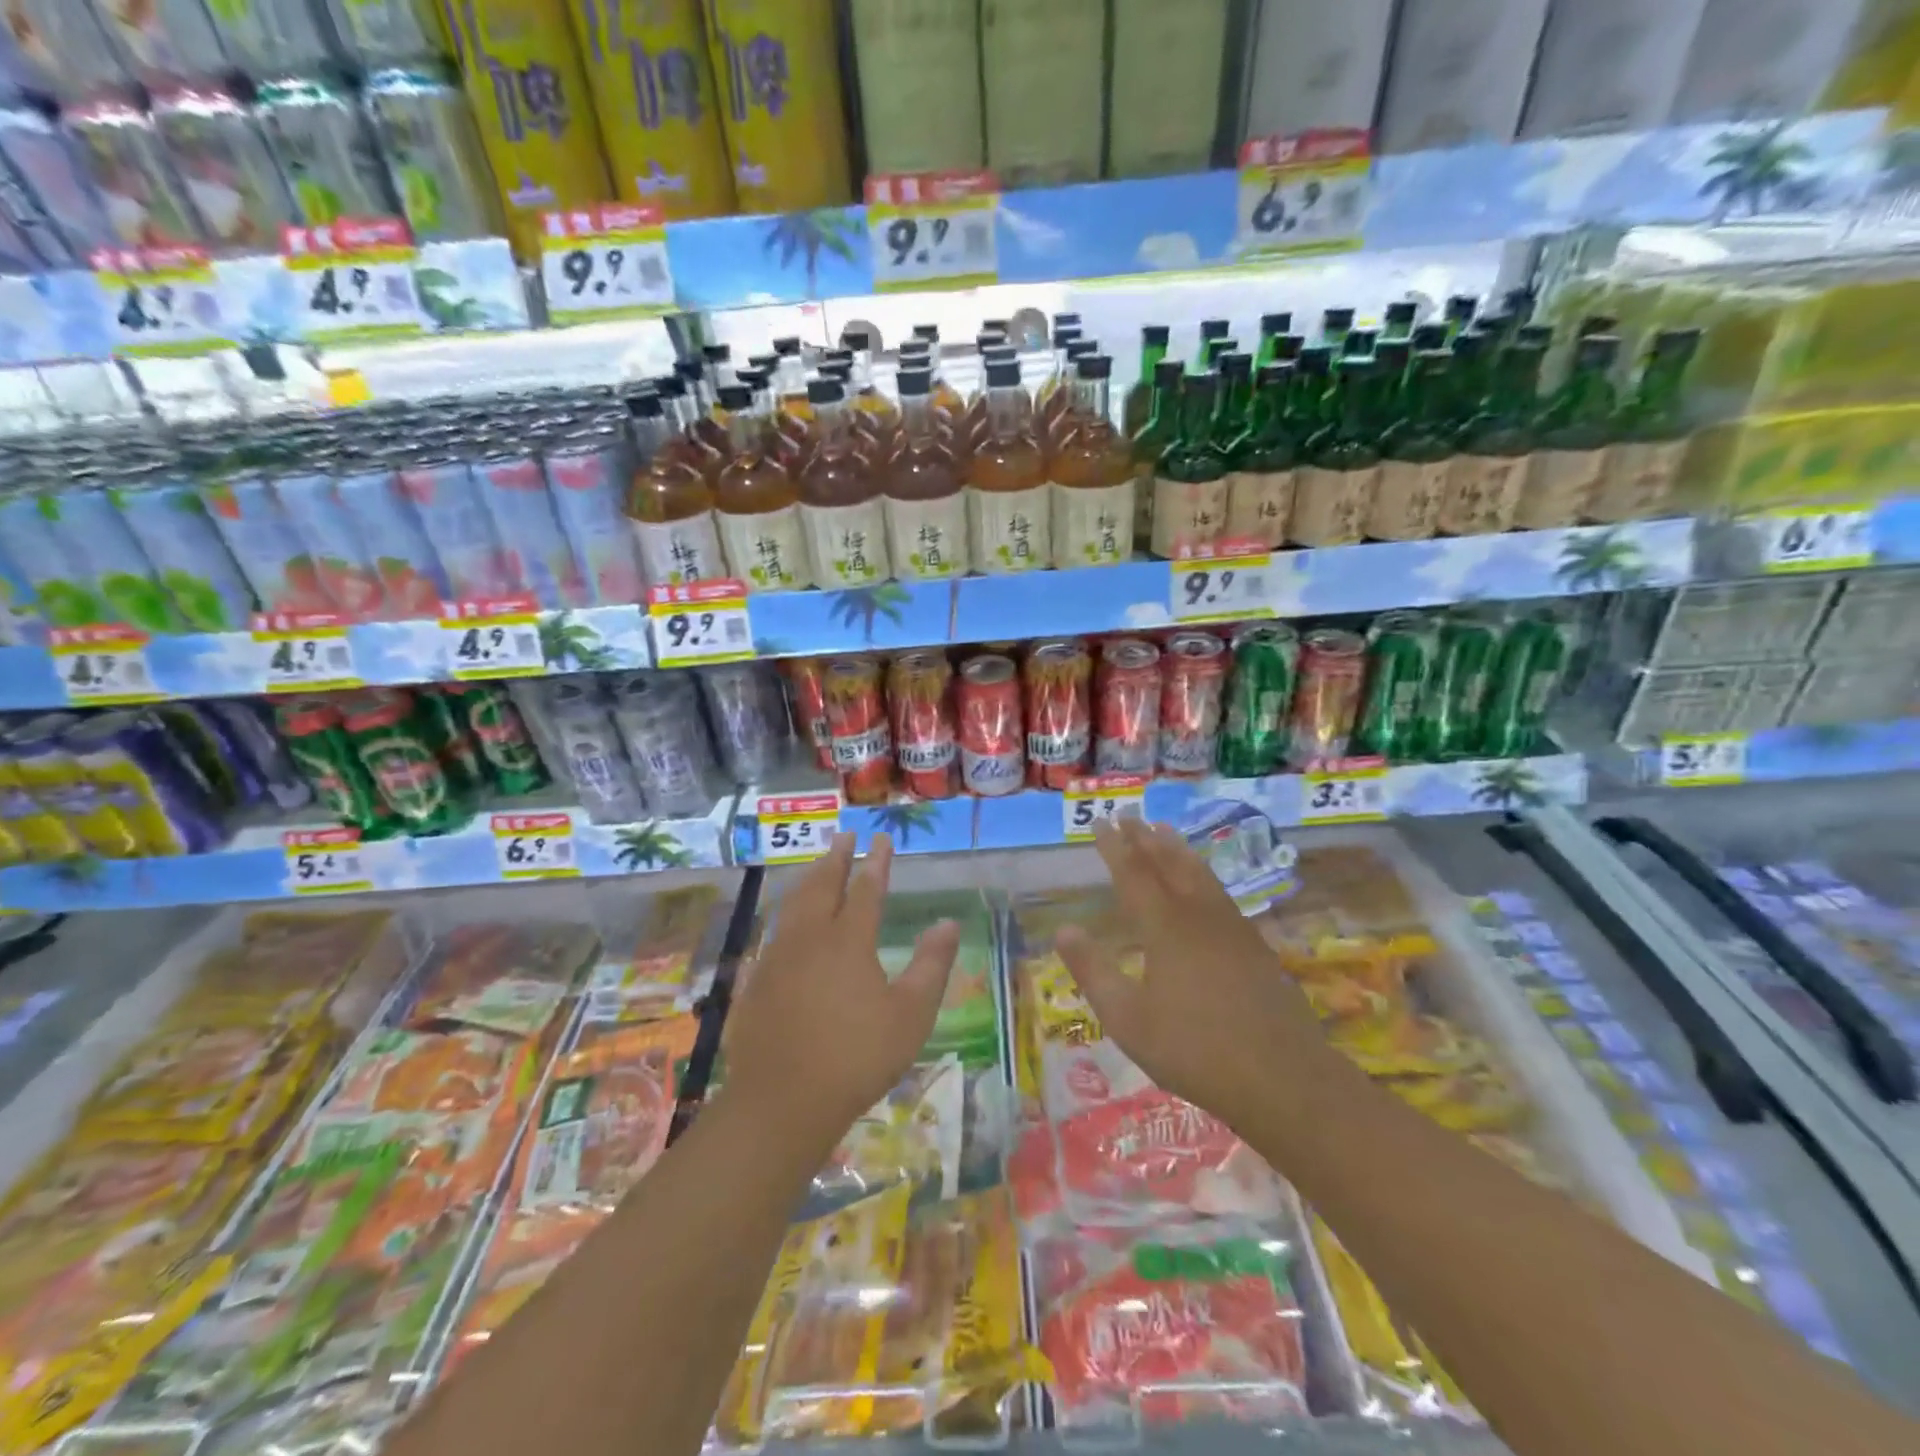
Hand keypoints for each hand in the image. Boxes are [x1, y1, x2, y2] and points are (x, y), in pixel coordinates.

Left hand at [726, 833, 957, 1138]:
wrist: (782, 1102)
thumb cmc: (857, 1056)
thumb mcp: (911, 1014)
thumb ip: (931, 964)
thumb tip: (948, 923)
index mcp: (849, 941)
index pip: (867, 889)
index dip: (876, 863)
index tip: (881, 839)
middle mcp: (810, 938)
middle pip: (824, 886)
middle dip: (836, 858)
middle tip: (844, 836)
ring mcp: (778, 958)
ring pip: (794, 905)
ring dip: (809, 879)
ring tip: (817, 865)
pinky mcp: (757, 981)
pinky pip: (775, 932)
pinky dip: (787, 914)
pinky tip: (786, 922)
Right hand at [1054, 819, 1334, 1125]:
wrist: (1283, 1078)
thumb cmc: (1194, 1050)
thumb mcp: (1128, 1019)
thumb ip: (1093, 971)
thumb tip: (1063, 930)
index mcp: (1164, 927)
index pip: (1133, 874)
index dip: (1114, 846)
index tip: (1100, 822)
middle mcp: (1198, 915)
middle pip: (1168, 864)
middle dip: (1144, 838)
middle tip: (1128, 815)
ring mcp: (1231, 927)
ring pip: (1199, 873)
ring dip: (1177, 849)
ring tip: (1164, 830)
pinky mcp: (1253, 945)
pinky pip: (1219, 891)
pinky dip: (1202, 872)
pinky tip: (1203, 881)